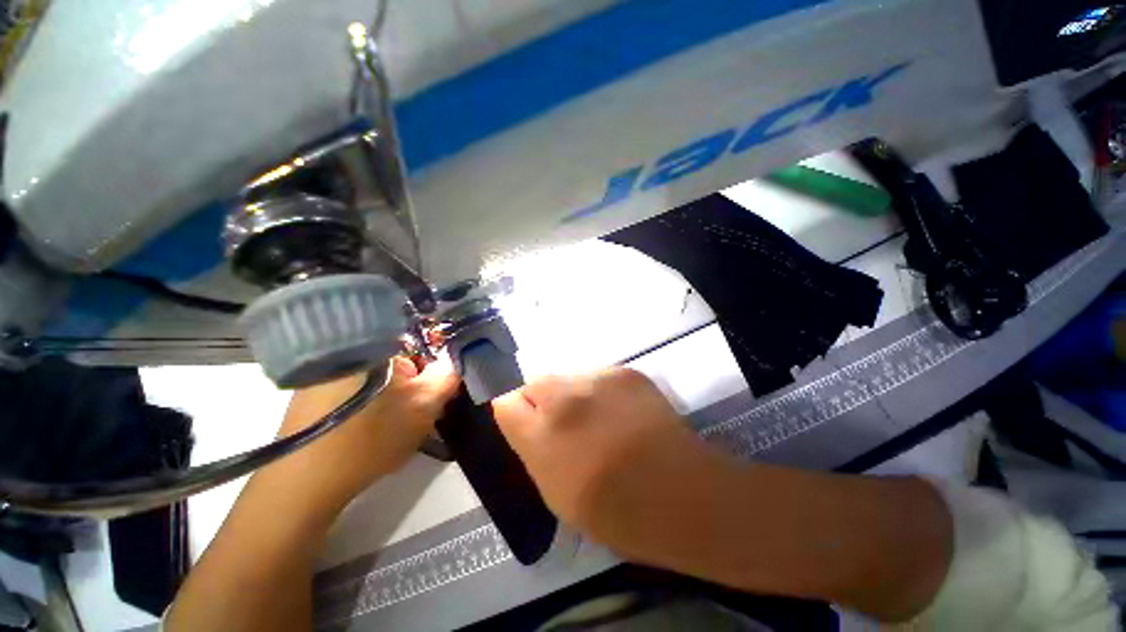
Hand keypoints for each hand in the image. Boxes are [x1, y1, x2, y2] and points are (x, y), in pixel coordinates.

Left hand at [267, 354, 460, 523]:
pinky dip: (370, 406)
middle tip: (418, 414)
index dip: (434, 367)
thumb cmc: (369, 438)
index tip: (436, 393)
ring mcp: (324, 373)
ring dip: (393, 398)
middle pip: (397, 361)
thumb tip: (454, 361)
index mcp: (374, 345)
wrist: (302, 485)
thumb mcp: (424, 406)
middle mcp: (347, 350)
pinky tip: (370, 432)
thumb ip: (447, 377)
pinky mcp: (310, 395)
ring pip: (377, 378)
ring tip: (395, 428)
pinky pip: (355, 391)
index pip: (418, 343)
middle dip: (414, 386)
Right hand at [492, 368, 742, 565]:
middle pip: (536, 383)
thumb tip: (526, 421)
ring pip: (569, 378)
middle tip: (566, 425)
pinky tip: (621, 413)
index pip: (506, 403)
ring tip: (599, 420)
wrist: (682, 491)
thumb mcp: (557, 492)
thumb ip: (535, 449)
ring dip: (574, 395)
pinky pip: (598, 377)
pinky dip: (601, 392)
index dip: (516, 413)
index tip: (529, 425)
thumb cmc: (615, 510)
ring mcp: (598, 379)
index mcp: (542, 436)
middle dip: (542, 401)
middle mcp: (564, 399)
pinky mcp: (624, 371)